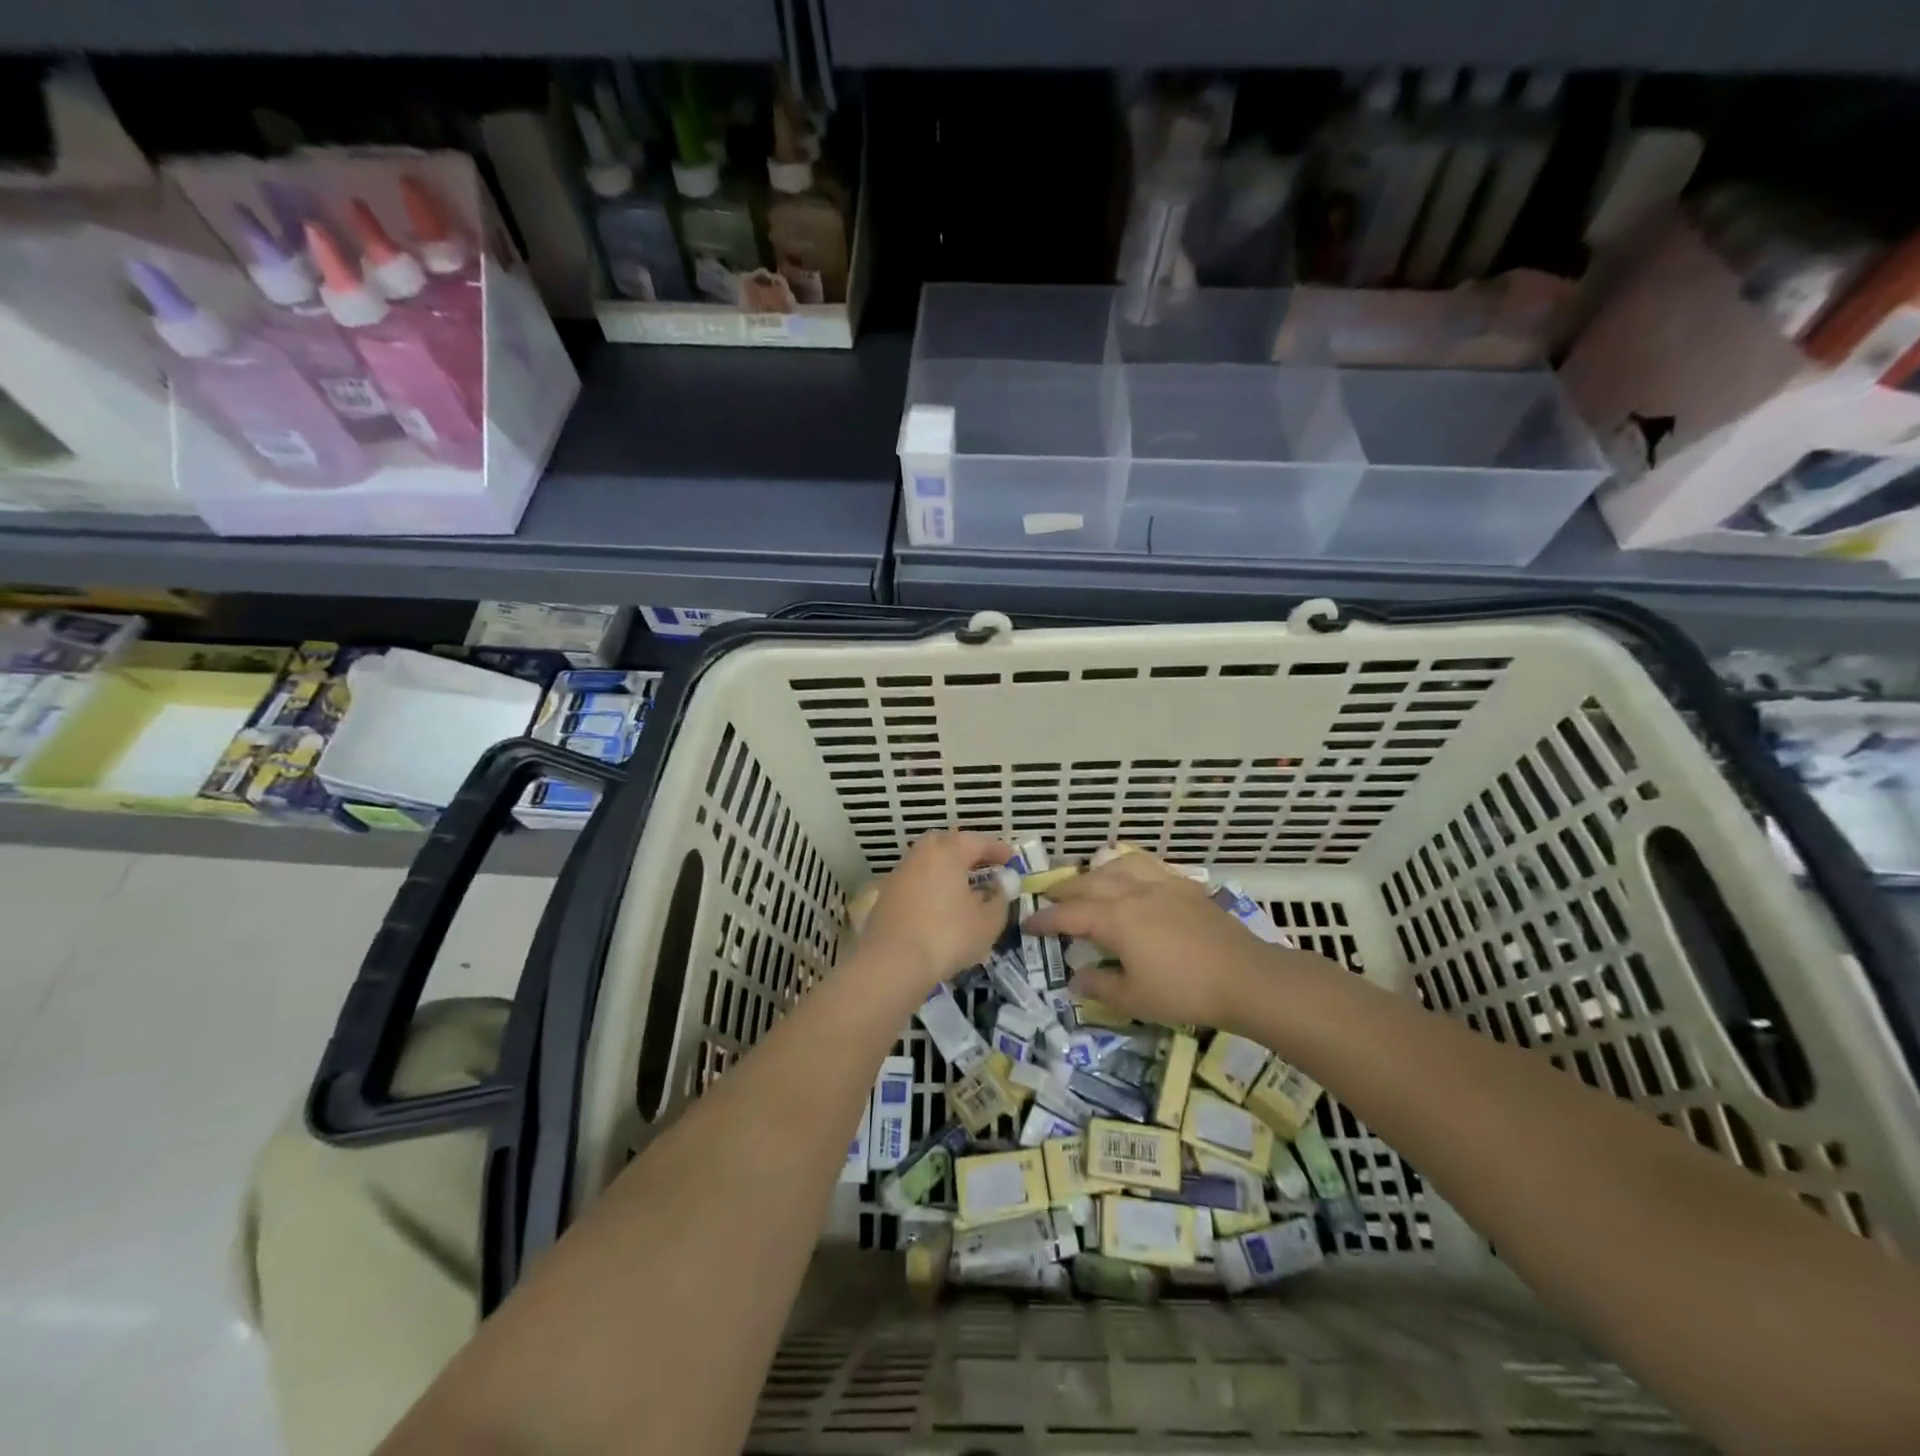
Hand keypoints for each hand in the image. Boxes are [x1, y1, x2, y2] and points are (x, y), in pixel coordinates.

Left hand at [855, 831, 1014, 992]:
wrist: (891, 963)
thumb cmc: (947, 936)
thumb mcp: (987, 922)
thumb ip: (1000, 899)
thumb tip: (1002, 884)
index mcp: (948, 852)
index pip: (977, 841)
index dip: (997, 849)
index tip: (1011, 859)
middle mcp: (921, 854)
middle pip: (947, 844)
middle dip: (968, 852)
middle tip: (985, 866)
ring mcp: (900, 874)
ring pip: (928, 862)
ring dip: (948, 869)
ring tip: (964, 887)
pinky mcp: (887, 896)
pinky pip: (916, 881)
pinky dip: (931, 886)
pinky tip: (940, 905)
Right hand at [1024, 854, 1335, 1031]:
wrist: (1245, 977)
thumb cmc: (1184, 991)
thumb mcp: (1134, 999)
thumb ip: (1100, 986)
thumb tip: (1074, 980)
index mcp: (1115, 918)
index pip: (1069, 915)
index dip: (1045, 920)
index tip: (1027, 924)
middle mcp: (1132, 892)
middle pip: (1088, 883)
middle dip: (1063, 890)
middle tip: (1047, 898)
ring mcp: (1161, 884)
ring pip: (1117, 865)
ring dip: (1094, 872)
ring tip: (1086, 880)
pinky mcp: (1185, 886)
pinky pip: (1148, 865)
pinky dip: (1128, 866)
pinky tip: (1130, 874)